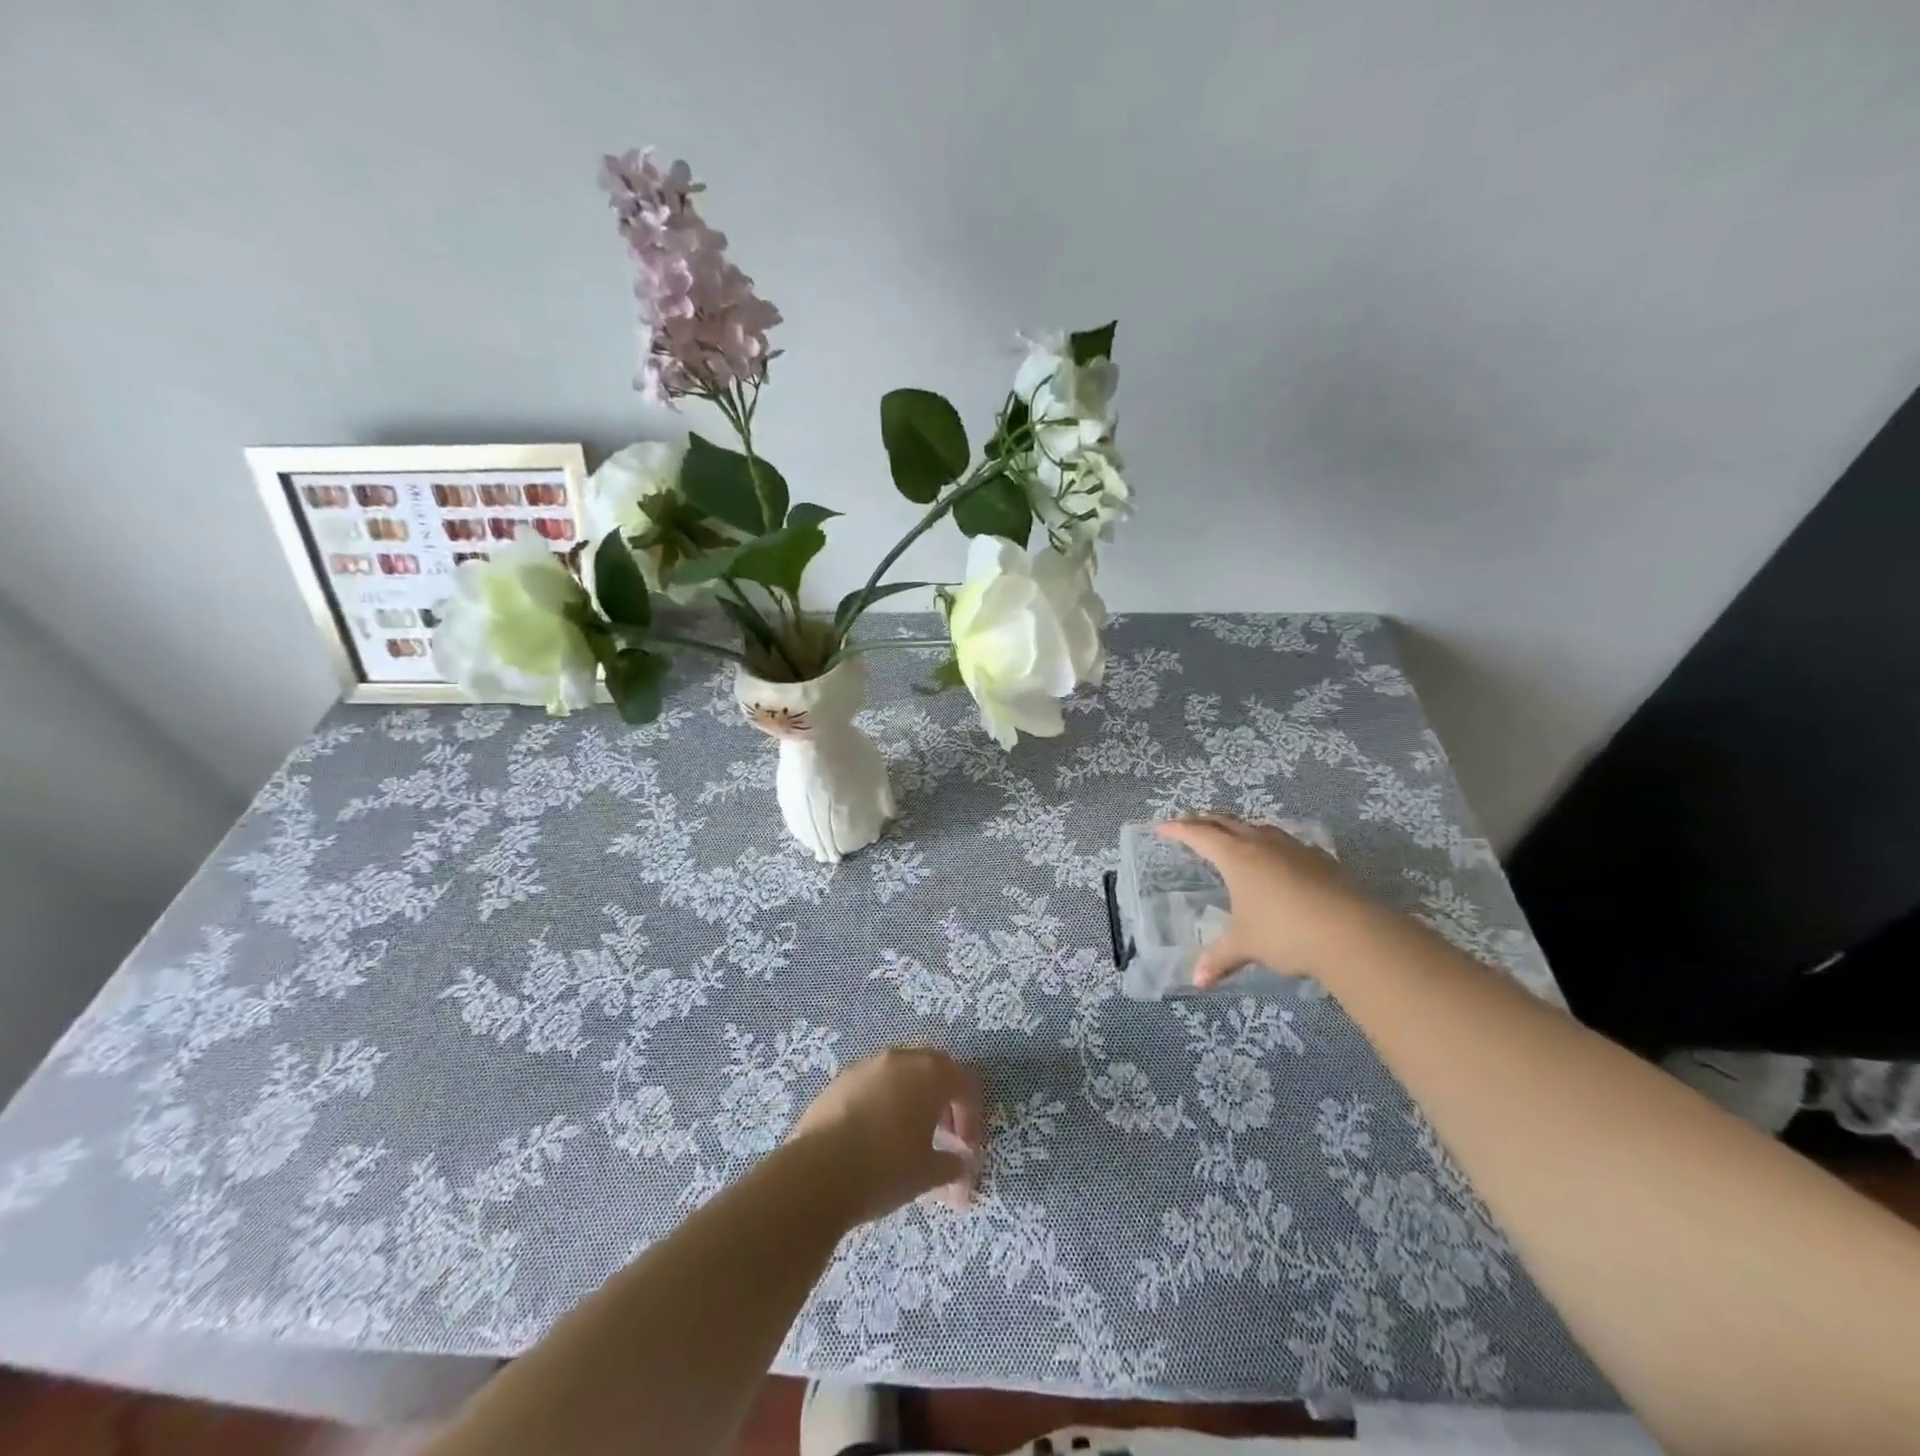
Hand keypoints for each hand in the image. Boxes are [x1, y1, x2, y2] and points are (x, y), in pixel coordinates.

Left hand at [787, 1046, 984, 1225]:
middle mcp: (901, 1058)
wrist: (818, 1172)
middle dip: (944, 1101)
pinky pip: (874, 1083)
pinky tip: (875, 1135)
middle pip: (934, 1069)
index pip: (966, 1083)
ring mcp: (868, 1065)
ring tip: (908, 1136)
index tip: (965, 1149)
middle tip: (943, 1136)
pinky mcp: (841, 1079)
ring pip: (901, 1073)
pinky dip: (884, 1101)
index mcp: (931, 1074)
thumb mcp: (928, 1174)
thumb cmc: (886, 1169)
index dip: (972, 1116)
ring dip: (913, 1098)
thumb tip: (960, 1167)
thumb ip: (952, 1166)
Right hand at [1157, 814, 1381, 987]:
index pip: (1199, 835)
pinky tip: (1276, 858)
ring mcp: (1293, 848)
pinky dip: (1269, 843)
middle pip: (1226, 822)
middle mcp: (1261, 843)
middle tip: (1189, 823)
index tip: (1162, 828)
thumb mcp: (1245, 945)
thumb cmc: (1284, 932)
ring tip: (1231, 836)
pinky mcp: (1319, 859)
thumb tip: (1197, 982)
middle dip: (1204, 820)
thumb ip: (1219, 958)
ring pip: (1258, 827)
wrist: (1350, 931)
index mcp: (1236, 857)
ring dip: (1239, 828)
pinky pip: (1285, 842)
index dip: (1178, 830)